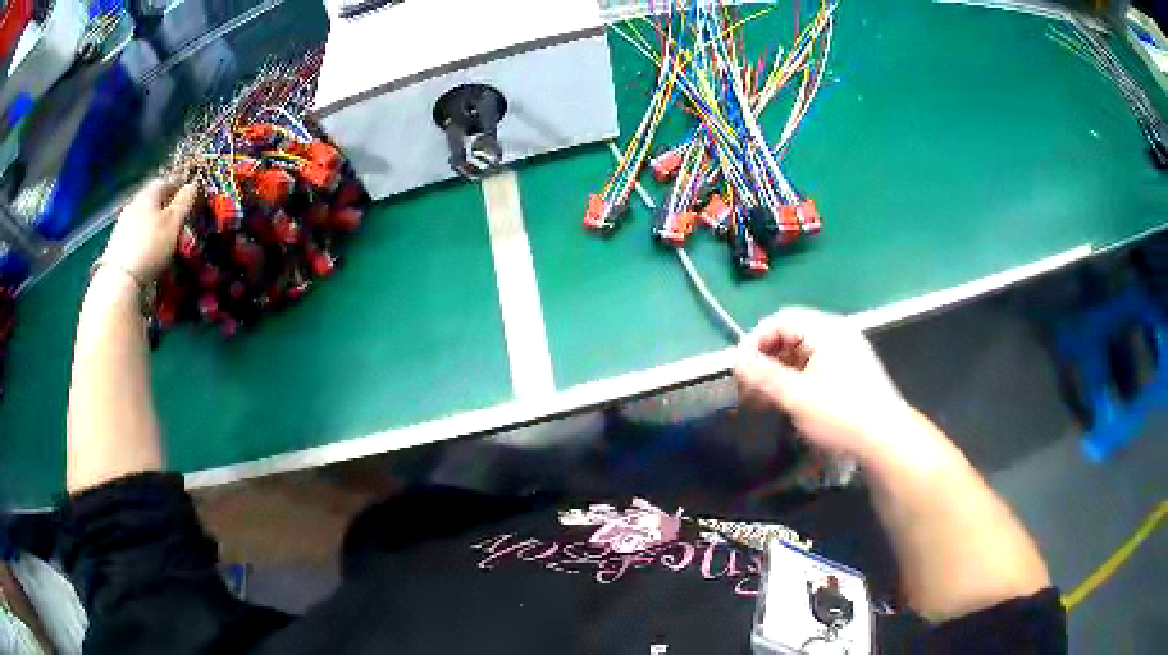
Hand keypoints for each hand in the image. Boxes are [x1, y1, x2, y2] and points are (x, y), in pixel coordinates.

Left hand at [100, 179, 197, 283]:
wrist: (120, 279)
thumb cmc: (151, 246)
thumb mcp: (174, 223)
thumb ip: (184, 202)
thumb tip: (192, 184)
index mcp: (149, 193)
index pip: (167, 181)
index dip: (179, 186)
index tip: (189, 195)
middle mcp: (135, 202)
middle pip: (153, 200)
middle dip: (166, 207)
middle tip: (177, 219)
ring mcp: (123, 223)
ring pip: (144, 217)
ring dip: (154, 224)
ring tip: (164, 238)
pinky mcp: (117, 243)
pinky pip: (136, 234)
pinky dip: (145, 238)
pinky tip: (149, 250)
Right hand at [733, 307, 913, 461]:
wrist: (886, 440)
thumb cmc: (841, 414)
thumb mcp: (797, 396)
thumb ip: (763, 375)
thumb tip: (735, 359)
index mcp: (826, 329)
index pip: (780, 320)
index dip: (754, 341)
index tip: (738, 369)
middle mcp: (837, 333)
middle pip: (790, 334)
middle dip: (765, 358)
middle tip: (747, 387)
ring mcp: (846, 351)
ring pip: (801, 351)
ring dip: (778, 371)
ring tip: (764, 399)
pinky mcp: (850, 370)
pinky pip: (815, 364)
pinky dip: (796, 378)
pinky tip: (787, 401)